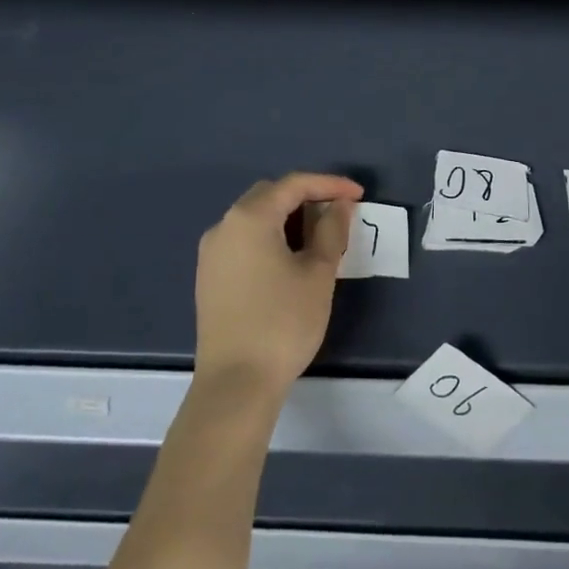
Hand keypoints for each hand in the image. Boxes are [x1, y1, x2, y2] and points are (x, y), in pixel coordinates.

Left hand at [193, 173, 363, 401]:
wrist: (235, 384)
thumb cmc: (283, 323)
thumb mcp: (318, 273)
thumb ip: (331, 230)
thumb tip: (338, 206)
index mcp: (250, 218)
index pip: (294, 185)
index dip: (330, 184)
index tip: (359, 195)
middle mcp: (224, 226)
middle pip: (270, 195)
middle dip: (306, 197)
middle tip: (338, 213)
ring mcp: (211, 253)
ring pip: (255, 218)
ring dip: (287, 218)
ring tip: (319, 237)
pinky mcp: (209, 277)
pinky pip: (243, 240)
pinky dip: (270, 237)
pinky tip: (290, 259)